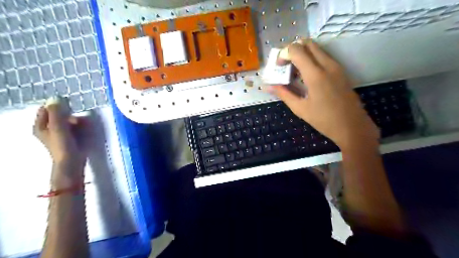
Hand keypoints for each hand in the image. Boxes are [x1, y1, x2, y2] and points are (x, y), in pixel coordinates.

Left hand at [33, 98, 88, 167]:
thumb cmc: (63, 144)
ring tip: (85, 125)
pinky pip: (74, 128)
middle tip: (78, 120)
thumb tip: (55, 98)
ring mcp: (59, 134)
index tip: (69, 107)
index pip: (46, 109)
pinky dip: (80, 127)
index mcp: (40, 126)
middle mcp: (48, 129)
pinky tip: (86, 130)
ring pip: (68, 121)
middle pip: (59, 115)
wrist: (72, 161)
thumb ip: (56, 113)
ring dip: (77, 121)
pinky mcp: (69, 138)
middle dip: (70, 115)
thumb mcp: (58, 127)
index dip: (57, 107)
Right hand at [270, 39, 379, 149]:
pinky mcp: (341, 70)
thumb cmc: (324, 120)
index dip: (284, 54)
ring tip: (295, 72)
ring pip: (316, 48)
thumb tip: (268, 86)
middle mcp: (327, 64)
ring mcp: (336, 66)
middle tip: (286, 65)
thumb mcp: (300, 108)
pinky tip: (307, 76)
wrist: (353, 126)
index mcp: (315, 74)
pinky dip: (312, 59)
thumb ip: (283, 94)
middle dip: (293, 50)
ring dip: (303, 54)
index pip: (296, 50)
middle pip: (307, 43)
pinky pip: (323, 56)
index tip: (279, 67)